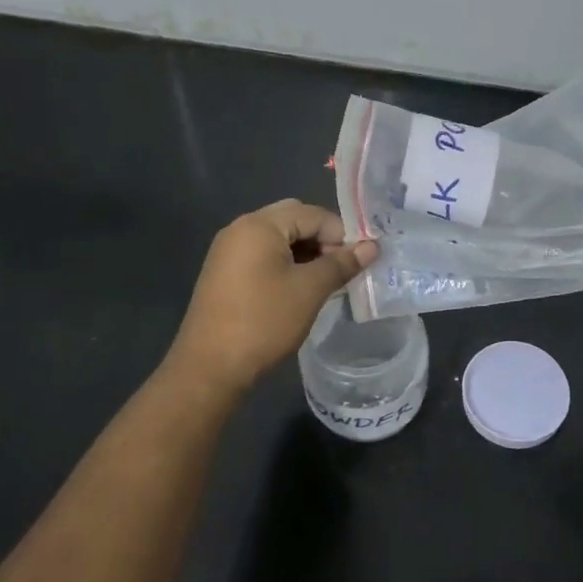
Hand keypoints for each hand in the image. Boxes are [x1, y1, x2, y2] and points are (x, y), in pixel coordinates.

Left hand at [166, 199, 377, 396]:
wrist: (210, 367)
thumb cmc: (264, 322)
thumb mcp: (309, 290)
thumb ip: (341, 264)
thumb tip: (372, 246)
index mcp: (259, 225)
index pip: (312, 214)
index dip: (340, 235)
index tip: (356, 264)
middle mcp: (240, 228)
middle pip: (293, 220)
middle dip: (322, 240)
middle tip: (340, 270)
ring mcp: (228, 251)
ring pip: (278, 239)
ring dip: (305, 253)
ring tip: (323, 283)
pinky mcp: (223, 273)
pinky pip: (262, 255)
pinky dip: (285, 264)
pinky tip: (297, 290)